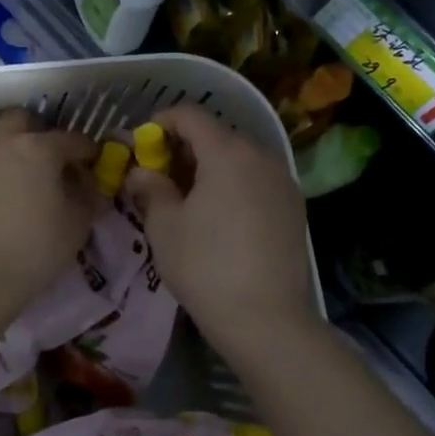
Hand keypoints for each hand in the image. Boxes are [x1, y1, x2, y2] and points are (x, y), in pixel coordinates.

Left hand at [0, 110, 98, 313]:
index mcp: (38, 147)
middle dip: (38, 132)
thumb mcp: (78, 223)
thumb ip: (87, 195)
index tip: (92, 162)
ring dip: (6, 140)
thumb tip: (88, 184)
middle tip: (48, 158)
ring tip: (15, 166)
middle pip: (22, 119)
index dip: (86, 151)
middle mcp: (2, 141)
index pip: (71, 139)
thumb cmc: (37, 247)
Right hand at [126, 104, 317, 361]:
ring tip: (187, 197)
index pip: (190, 116)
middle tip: (160, 174)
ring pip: (239, 158)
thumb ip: (150, 188)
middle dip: (184, 147)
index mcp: (227, 152)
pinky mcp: (294, 207)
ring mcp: (283, 181)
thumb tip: (140, 172)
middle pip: (217, 134)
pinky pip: (257, 180)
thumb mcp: (165, 226)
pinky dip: (234, 184)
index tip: (142, 143)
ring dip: (210, 166)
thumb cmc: (206, 266)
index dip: (161, 122)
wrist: (267, 319)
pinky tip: (219, 216)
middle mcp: (261, 156)